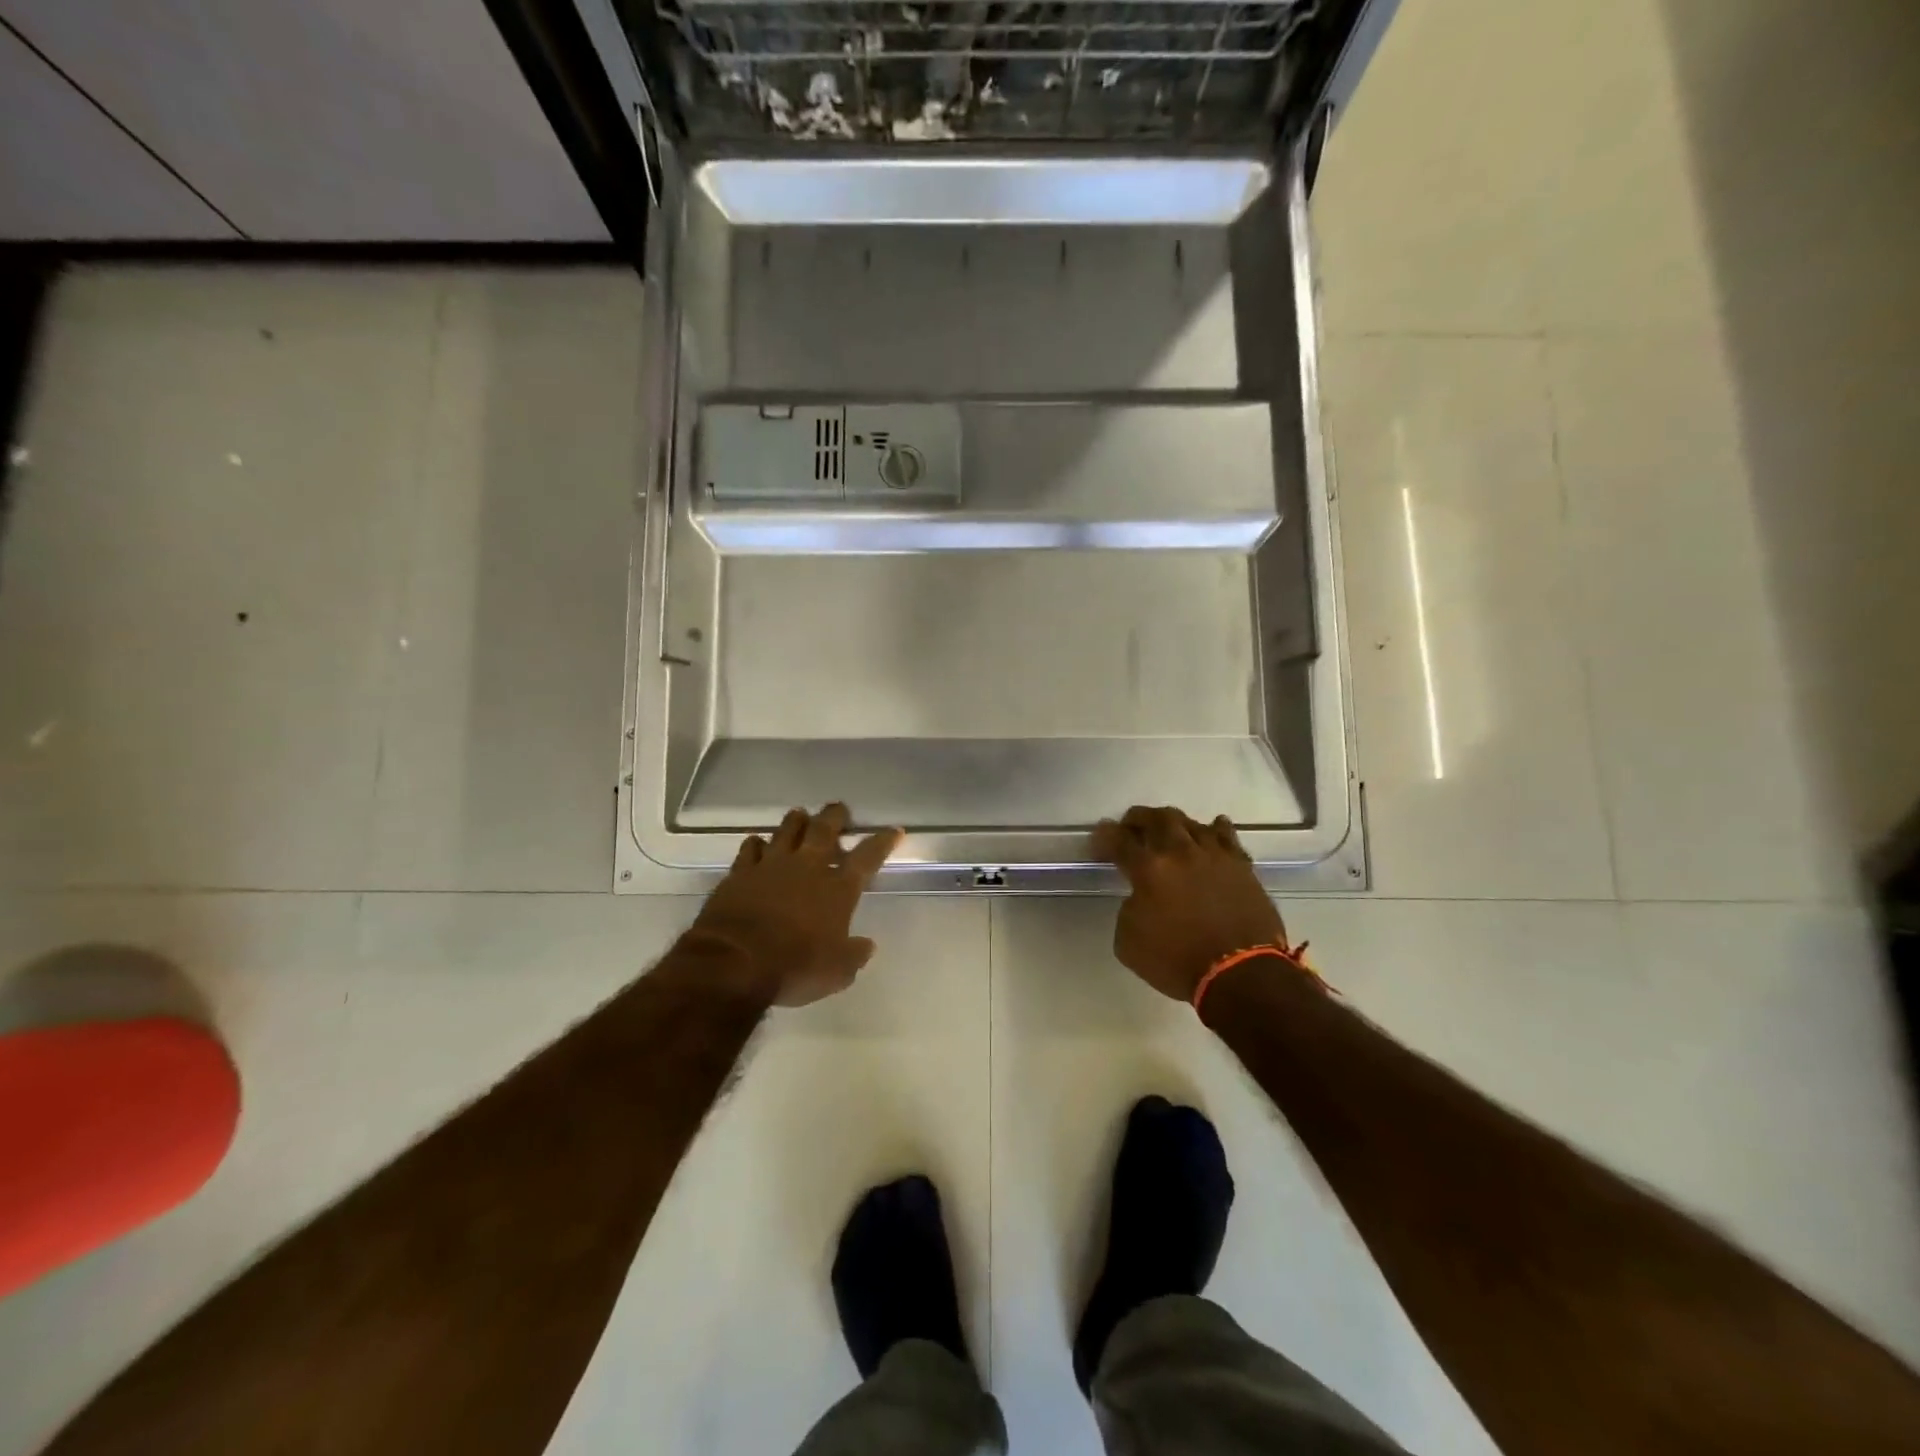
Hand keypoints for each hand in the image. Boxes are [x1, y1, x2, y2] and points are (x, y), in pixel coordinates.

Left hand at [686, 803, 902, 1007]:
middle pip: (824, 830)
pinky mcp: (740, 873)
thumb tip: (867, 946)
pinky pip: (750, 849)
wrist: (733, 962)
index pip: (867, 857)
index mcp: (837, 889)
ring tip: (801, 814)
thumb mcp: (837, 973)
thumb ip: (854, 955)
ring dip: (796, 821)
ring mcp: (771, 865)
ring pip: (787, 830)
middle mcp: (807, 867)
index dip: (882, 841)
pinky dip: (757, 844)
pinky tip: (758, 843)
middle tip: (839, 808)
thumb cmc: (794, 968)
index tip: (894, 830)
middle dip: (835, 816)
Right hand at [1093, 806, 1288, 1001]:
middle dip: (1139, 818)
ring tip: (1169, 831)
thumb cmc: (1178, 962)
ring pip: (1191, 822)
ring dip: (1174, 823)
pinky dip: (1215, 830)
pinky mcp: (1241, 866)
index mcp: (1149, 869)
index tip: (1099, 839)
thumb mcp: (1129, 943)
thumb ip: (1128, 909)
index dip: (1105, 836)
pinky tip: (1211, 831)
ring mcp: (1214, 855)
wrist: (1241, 975)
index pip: (1119, 840)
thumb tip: (1141, 898)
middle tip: (1132, 826)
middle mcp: (1180, 852)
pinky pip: (1227, 836)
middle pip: (1156, 819)